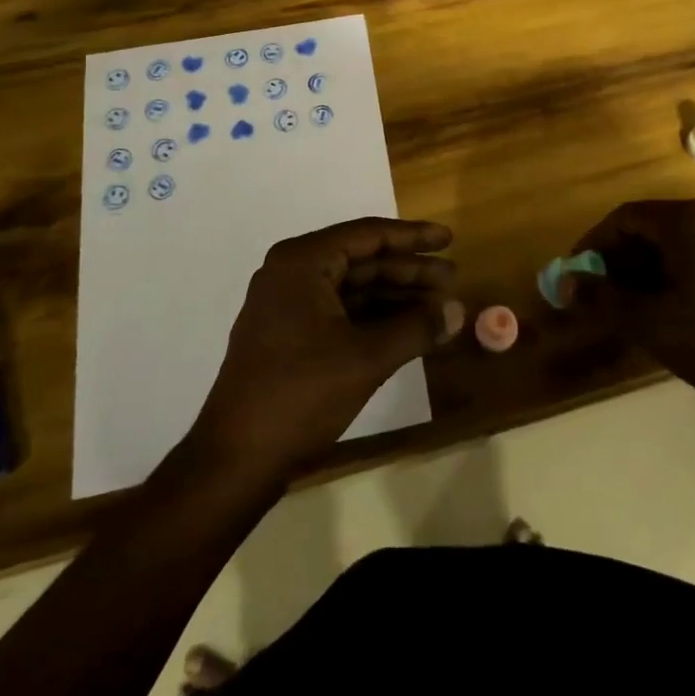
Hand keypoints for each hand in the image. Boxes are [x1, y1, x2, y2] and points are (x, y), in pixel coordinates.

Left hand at [193, 217, 463, 476]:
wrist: (236, 460)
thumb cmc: (301, 394)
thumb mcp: (367, 358)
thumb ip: (416, 328)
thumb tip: (458, 311)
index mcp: (302, 262)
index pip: (368, 236)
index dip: (413, 237)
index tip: (449, 239)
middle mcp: (291, 274)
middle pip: (362, 261)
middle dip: (408, 271)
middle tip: (452, 278)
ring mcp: (287, 306)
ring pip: (353, 289)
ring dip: (395, 297)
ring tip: (439, 306)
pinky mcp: (289, 336)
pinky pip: (340, 313)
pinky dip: (375, 319)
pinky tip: (408, 330)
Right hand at [574, 199, 694, 419]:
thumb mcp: (651, 323)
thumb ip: (603, 298)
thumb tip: (566, 284)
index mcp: (687, 221)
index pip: (624, 217)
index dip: (593, 245)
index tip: (575, 275)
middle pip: (650, 229)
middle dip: (618, 261)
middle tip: (599, 296)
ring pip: (674, 246)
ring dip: (644, 272)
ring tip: (629, 309)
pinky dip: (673, 277)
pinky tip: (668, 312)